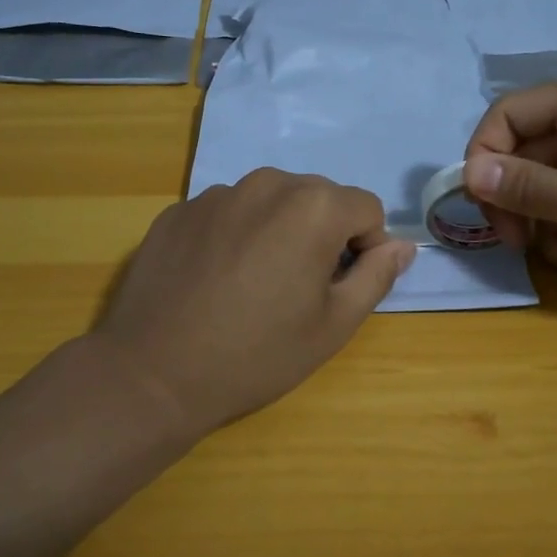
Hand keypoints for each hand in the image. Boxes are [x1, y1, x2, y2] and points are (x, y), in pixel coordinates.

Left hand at [89, 169, 415, 435]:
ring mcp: (216, 193)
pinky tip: (215, 280)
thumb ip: (376, 276)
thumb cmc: (256, 354)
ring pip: (271, 202)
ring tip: (254, 283)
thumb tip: (403, 246)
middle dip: (324, 234)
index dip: (366, 248)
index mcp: (313, 206)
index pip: (366, 209)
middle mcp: (266, 184)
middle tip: (300, 288)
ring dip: (278, 230)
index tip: (342, 286)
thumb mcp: (333, 325)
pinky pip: (227, 212)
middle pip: (319, 198)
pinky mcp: (179, 210)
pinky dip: (235, 235)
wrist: (153, 373)